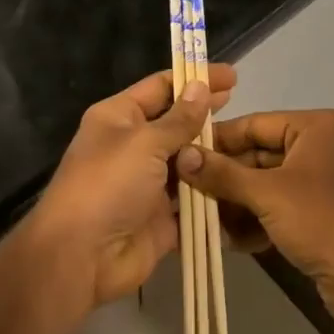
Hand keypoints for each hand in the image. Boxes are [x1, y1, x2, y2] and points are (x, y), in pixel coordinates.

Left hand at [25, 63, 237, 312]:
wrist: (81, 257)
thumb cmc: (108, 185)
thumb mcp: (144, 142)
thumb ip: (179, 118)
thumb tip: (200, 86)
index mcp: (119, 118)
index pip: (161, 87)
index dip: (194, 79)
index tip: (231, 76)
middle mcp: (134, 146)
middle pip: (177, 124)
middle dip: (207, 116)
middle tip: (244, 107)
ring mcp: (149, 183)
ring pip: (189, 162)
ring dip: (214, 156)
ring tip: (252, 146)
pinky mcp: (163, 217)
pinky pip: (194, 201)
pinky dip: (213, 195)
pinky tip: (244, 184)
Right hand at [176, 109, 333, 333]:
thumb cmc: (322, 222)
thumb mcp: (267, 194)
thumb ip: (222, 174)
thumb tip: (182, 155)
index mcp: (315, 127)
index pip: (254, 124)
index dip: (218, 140)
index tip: (181, 154)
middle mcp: (320, 146)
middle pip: (258, 155)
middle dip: (225, 179)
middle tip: (186, 193)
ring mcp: (322, 181)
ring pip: (265, 184)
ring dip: (237, 203)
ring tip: (205, 221)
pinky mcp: (321, 213)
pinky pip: (279, 207)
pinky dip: (257, 220)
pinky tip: (232, 240)